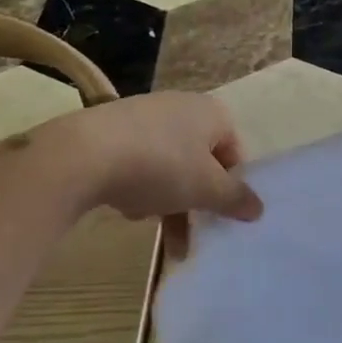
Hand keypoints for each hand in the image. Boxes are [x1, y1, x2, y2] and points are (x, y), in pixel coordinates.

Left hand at [39, 92, 263, 224]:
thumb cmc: (160, 166)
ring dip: (165, 199)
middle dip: (194, 202)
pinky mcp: (112, 129)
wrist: (83, 154)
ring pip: (168, 166)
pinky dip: (138, 186)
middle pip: (199, 163)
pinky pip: (138, 162)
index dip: (230, 188)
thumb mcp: (205, 189)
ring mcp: (145, 115)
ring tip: (147, 221)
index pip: (234, 154)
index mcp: (212, 113)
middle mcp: (182, 107)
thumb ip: (235, 199)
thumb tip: (259, 208)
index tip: (219, 216)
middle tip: (187, 235)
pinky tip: (124, 205)